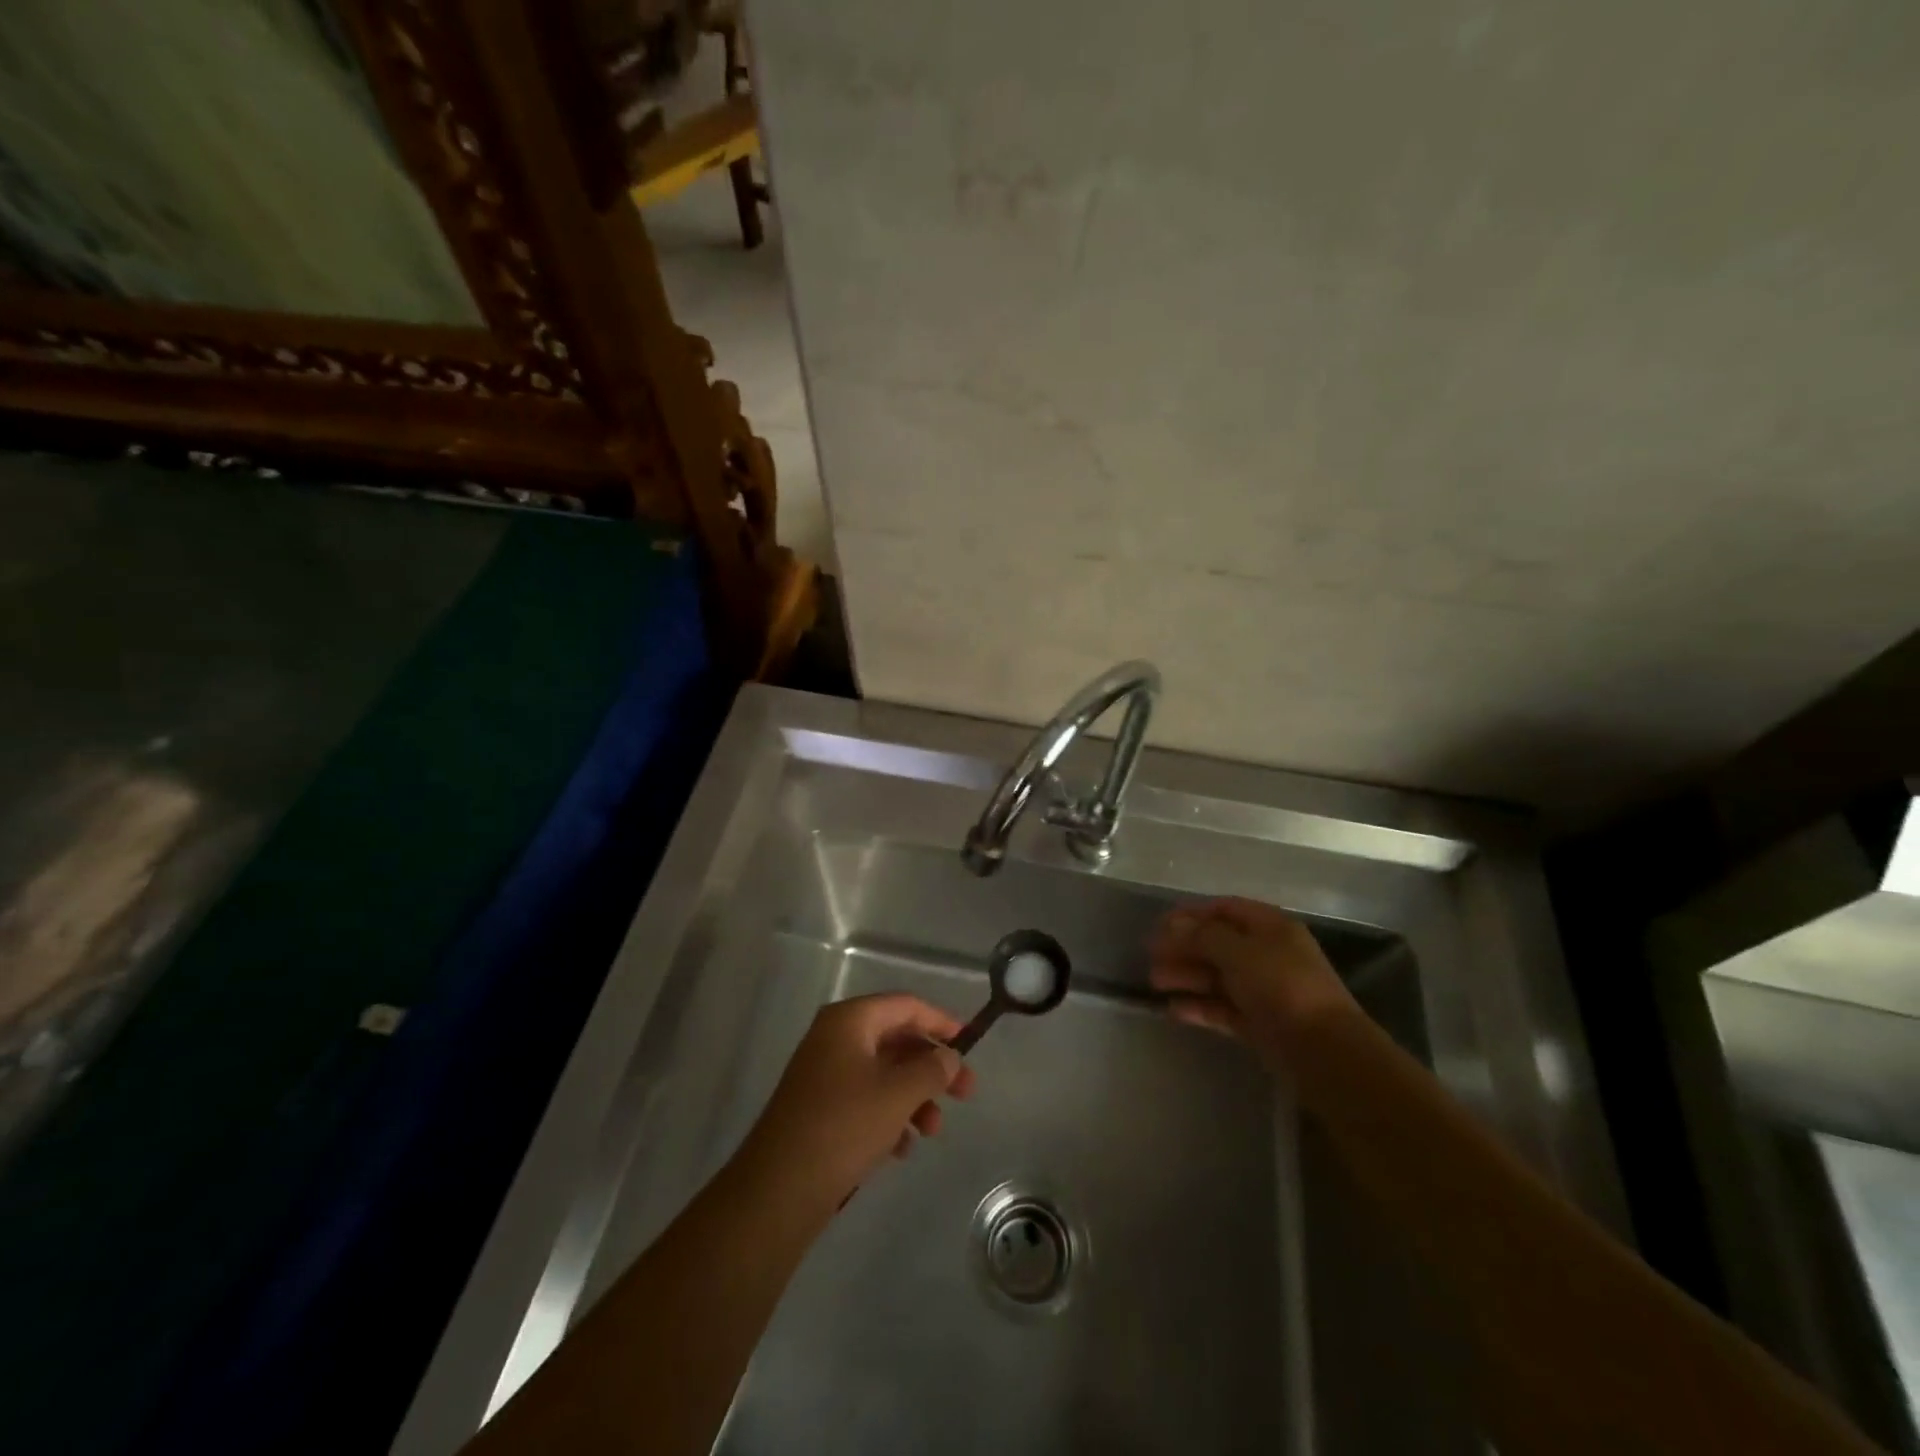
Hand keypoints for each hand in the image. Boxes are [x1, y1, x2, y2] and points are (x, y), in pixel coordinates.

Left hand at [735, 994, 977, 1216]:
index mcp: (849, 1021)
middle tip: (965, 1094)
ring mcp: (824, 1074)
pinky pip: (865, 1099)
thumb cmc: (843, 1127)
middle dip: (932, 1067)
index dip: (941, 1022)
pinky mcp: (819, 1109)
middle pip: (896, 1040)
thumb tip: (949, 1056)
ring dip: (914, 1097)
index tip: (970, 1045)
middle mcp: (834, 1038)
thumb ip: (932, 1069)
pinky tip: (901, 1149)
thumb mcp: (898, 1094)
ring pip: (884, 1074)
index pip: (905, 1006)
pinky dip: (889, 1116)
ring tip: (932, 1131)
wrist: (778, 1189)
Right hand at [1149, 897, 1357, 1065]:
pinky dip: (1199, 1007)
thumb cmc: (1282, 987)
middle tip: (1150, 955)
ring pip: (1217, 977)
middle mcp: (1268, 955)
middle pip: (1218, 944)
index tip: (1159, 924)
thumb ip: (1203, 936)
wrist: (1324, 1052)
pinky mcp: (1259, 1024)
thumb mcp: (1239, 952)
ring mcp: (1264, 991)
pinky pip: (1222, 1009)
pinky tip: (1173, 1010)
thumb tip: (1174, 925)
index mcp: (1270, 928)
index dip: (1192, 913)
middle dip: (1183, 947)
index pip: (1225, 909)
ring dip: (1186, 976)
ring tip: (1154, 982)